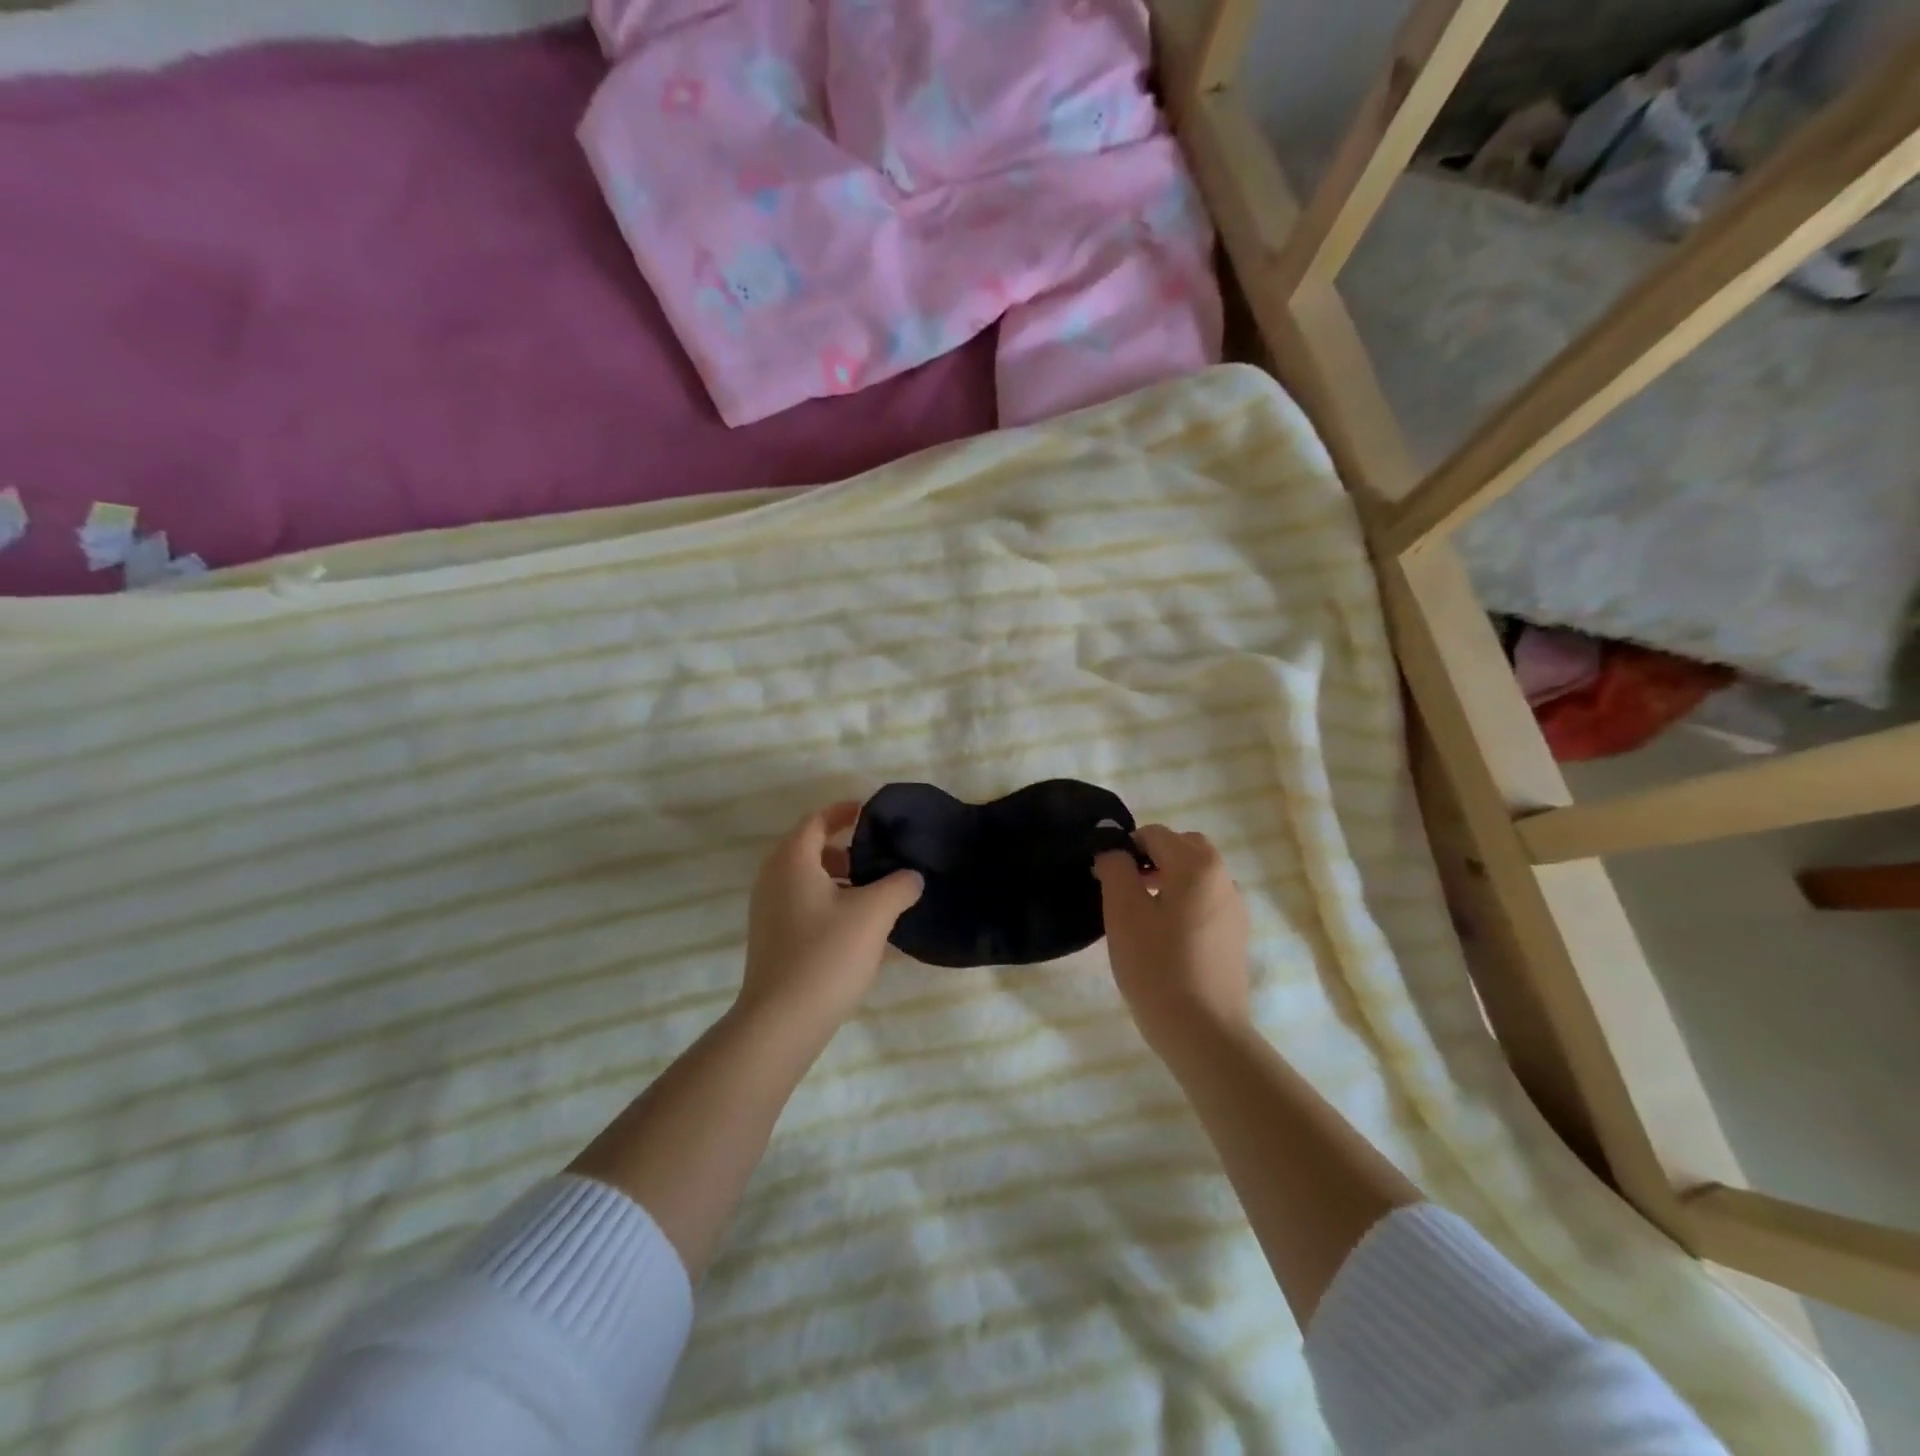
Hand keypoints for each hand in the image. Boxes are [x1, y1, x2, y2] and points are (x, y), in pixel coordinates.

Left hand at [739, 800, 923, 1030]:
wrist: (782, 1021)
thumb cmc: (826, 954)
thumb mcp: (874, 914)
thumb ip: (899, 885)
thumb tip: (912, 876)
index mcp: (792, 860)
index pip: (817, 820)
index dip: (845, 811)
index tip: (873, 813)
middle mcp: (773, 878)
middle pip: (810, 848)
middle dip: (846, 848)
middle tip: (880, 857)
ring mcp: (768, 910)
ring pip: (807, 878)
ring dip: (839, 878)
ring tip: (874, 893)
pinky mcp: (771, 937)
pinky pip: (802, 903)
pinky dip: (828, 901)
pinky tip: (857, 926)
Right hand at [1094, 824, 1250, 1051]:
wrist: (1203, 1032)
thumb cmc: (1157, 966)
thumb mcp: (1123, 912)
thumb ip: (1115, 868)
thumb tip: (1113, 851)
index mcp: (1198, 865)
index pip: (1155, 834)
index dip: (1125, 849)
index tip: (1106, 879)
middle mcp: (1224, 878)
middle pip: (1183, 848)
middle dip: (1152, 859)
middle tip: (1125, 891)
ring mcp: (1235, 908)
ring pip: (1196, 876)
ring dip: (1169, 880)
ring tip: (1142, 916)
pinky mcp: (1236, 935)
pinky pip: (1206, 901)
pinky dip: (1184, 903)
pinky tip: (1166, 938)